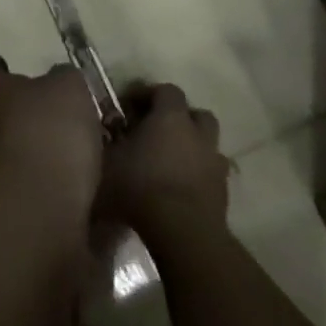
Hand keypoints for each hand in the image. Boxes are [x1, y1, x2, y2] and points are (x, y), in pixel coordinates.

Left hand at [0, 58, 104, 219]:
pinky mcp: (5, 204)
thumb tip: (58, 78)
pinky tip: (65, 185)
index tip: (5, 67)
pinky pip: (22, 183)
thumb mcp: (69, 89)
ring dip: (28, 150)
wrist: (39, 209)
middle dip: (15, 113)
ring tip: (62, 153)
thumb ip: (63, 78)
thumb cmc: (50, 133)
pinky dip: (39, 182)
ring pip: (7, 149)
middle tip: (44, 114)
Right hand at [95, 83, 230, 237]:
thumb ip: (105, 141)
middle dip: (177, 119)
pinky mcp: (224, 194)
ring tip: (169, 163)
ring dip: (191, 148)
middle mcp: (198, 134)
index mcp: (171, 117)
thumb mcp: (107, 160)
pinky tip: (179, 190)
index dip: (147, 94)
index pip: (166, 90)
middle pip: (196, 114)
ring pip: (208, 145)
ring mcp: (215, 164)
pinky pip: (211, 175)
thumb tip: (102, 132)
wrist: (183, 235)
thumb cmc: (140, 187)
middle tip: (155, 132)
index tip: (127, 108)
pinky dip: (198, 176)